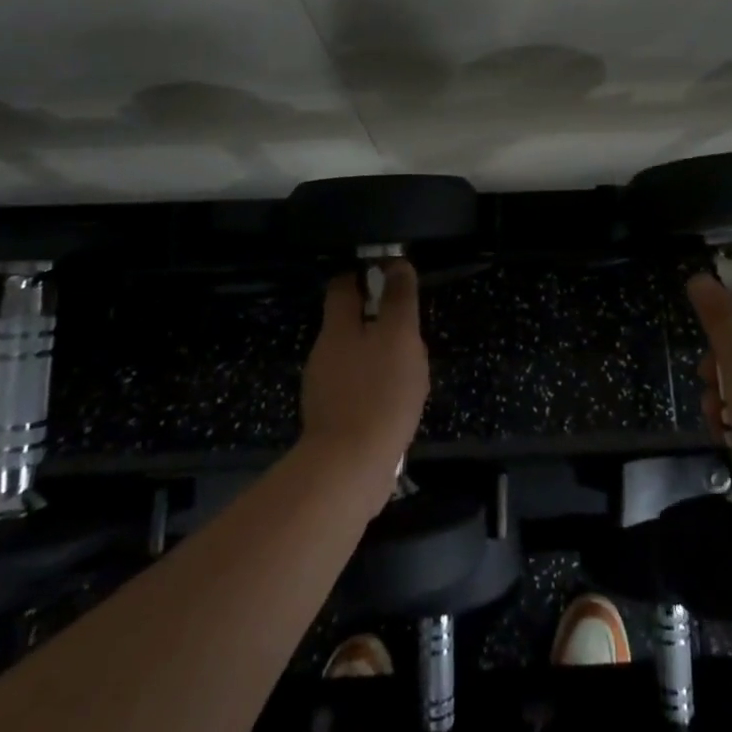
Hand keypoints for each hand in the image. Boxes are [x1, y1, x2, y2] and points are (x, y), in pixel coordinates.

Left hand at [299, 260, 430, 510]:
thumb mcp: (399, 336)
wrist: (349, 468)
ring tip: (407, 366)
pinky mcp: (332, 419)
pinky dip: (372, 387)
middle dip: (375, 319)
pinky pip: (355, 390)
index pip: (342, 286)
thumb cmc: (380, 392)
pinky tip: (394, 401)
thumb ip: (399, 299)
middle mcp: (323, 353)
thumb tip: (396, 263)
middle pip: (347, 323)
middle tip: (407, 326)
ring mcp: (323, 388)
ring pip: (352, 357)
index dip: (363, 275)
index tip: (388, 275)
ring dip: (375, 356)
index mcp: (337, 328)